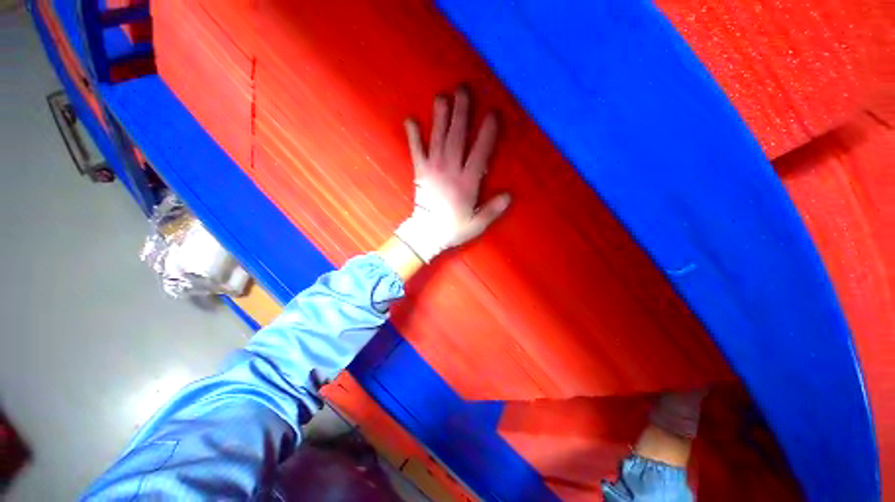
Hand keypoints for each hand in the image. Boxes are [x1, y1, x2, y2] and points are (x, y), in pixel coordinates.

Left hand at [395, 86, 510, 261]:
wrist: (426, 234)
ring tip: (443, 96)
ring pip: (438, 139)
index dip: (487, 133)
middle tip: (463, 89)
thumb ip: (493, 209)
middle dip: (461, 113)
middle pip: (457, 138)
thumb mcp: (477, 224)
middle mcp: (450, 172)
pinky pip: (416, 151)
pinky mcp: (420, 172)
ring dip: (441, 117)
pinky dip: (413, 135)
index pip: (480, 153)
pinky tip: (411, 119)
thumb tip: (509, 195)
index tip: (493, 113)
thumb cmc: (453, 228)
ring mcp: (433, 170)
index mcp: (466, 183)